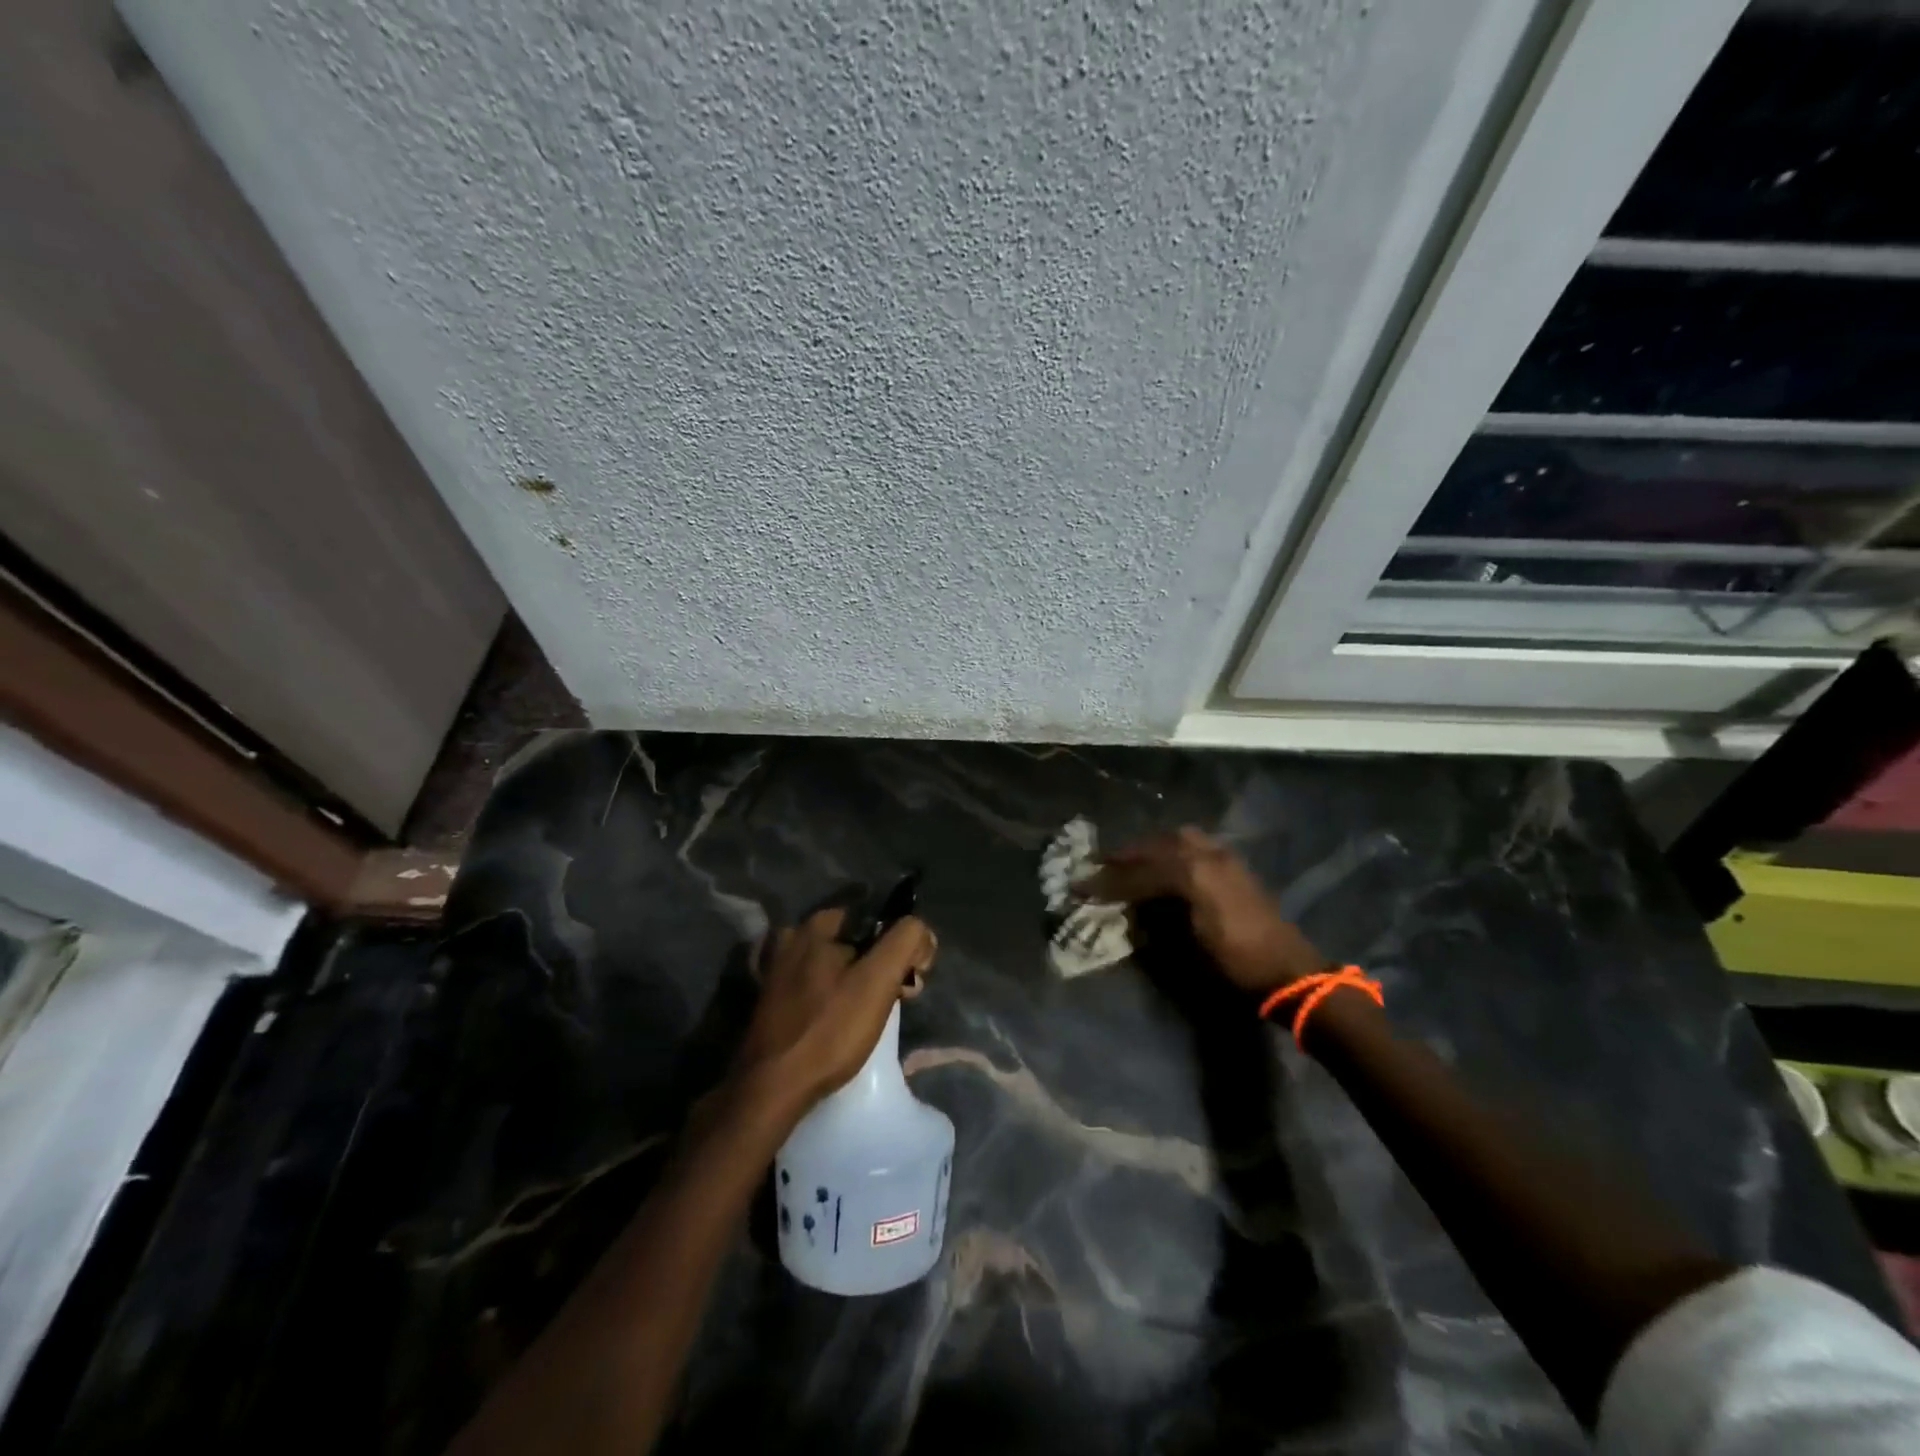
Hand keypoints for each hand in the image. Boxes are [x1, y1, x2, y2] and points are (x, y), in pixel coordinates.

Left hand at [733, 908, 936, 1120]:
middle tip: (896, 998)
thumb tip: (921, 931)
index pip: (874, 918)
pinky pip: (817, 987)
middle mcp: (791, 939)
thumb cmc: (828, 1030)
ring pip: (836, 966)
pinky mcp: (773, 1002)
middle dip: (879, 965)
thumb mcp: (878, 980)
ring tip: (871, 1017)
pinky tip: (841, 1025)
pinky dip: (834, 999)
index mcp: (814, 925)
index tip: (910, 977)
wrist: (771, 1090)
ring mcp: (777, 972)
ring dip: (858, 984)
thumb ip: (905, 941)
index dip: (898, 944)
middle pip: (854, 942)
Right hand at [1089, 828, 1323, 993]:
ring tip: (1131, 860)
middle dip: (1125, 857)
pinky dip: (1172, 848)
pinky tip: (1164, 861)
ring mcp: (1223, 856)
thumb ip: (1153, 921)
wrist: (1288, 970)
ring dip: (1149, 848)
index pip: (1137, 874)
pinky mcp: (1233, 864)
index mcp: (1191, 875)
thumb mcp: (1185, 948)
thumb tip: (1129, 910)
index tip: (1079, 886)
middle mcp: (1205, 856)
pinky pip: (1194, 844)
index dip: (1105, 882)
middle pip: (1154, 847)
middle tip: (1099, 866)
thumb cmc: (1233, 964)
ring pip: (1176, 838)